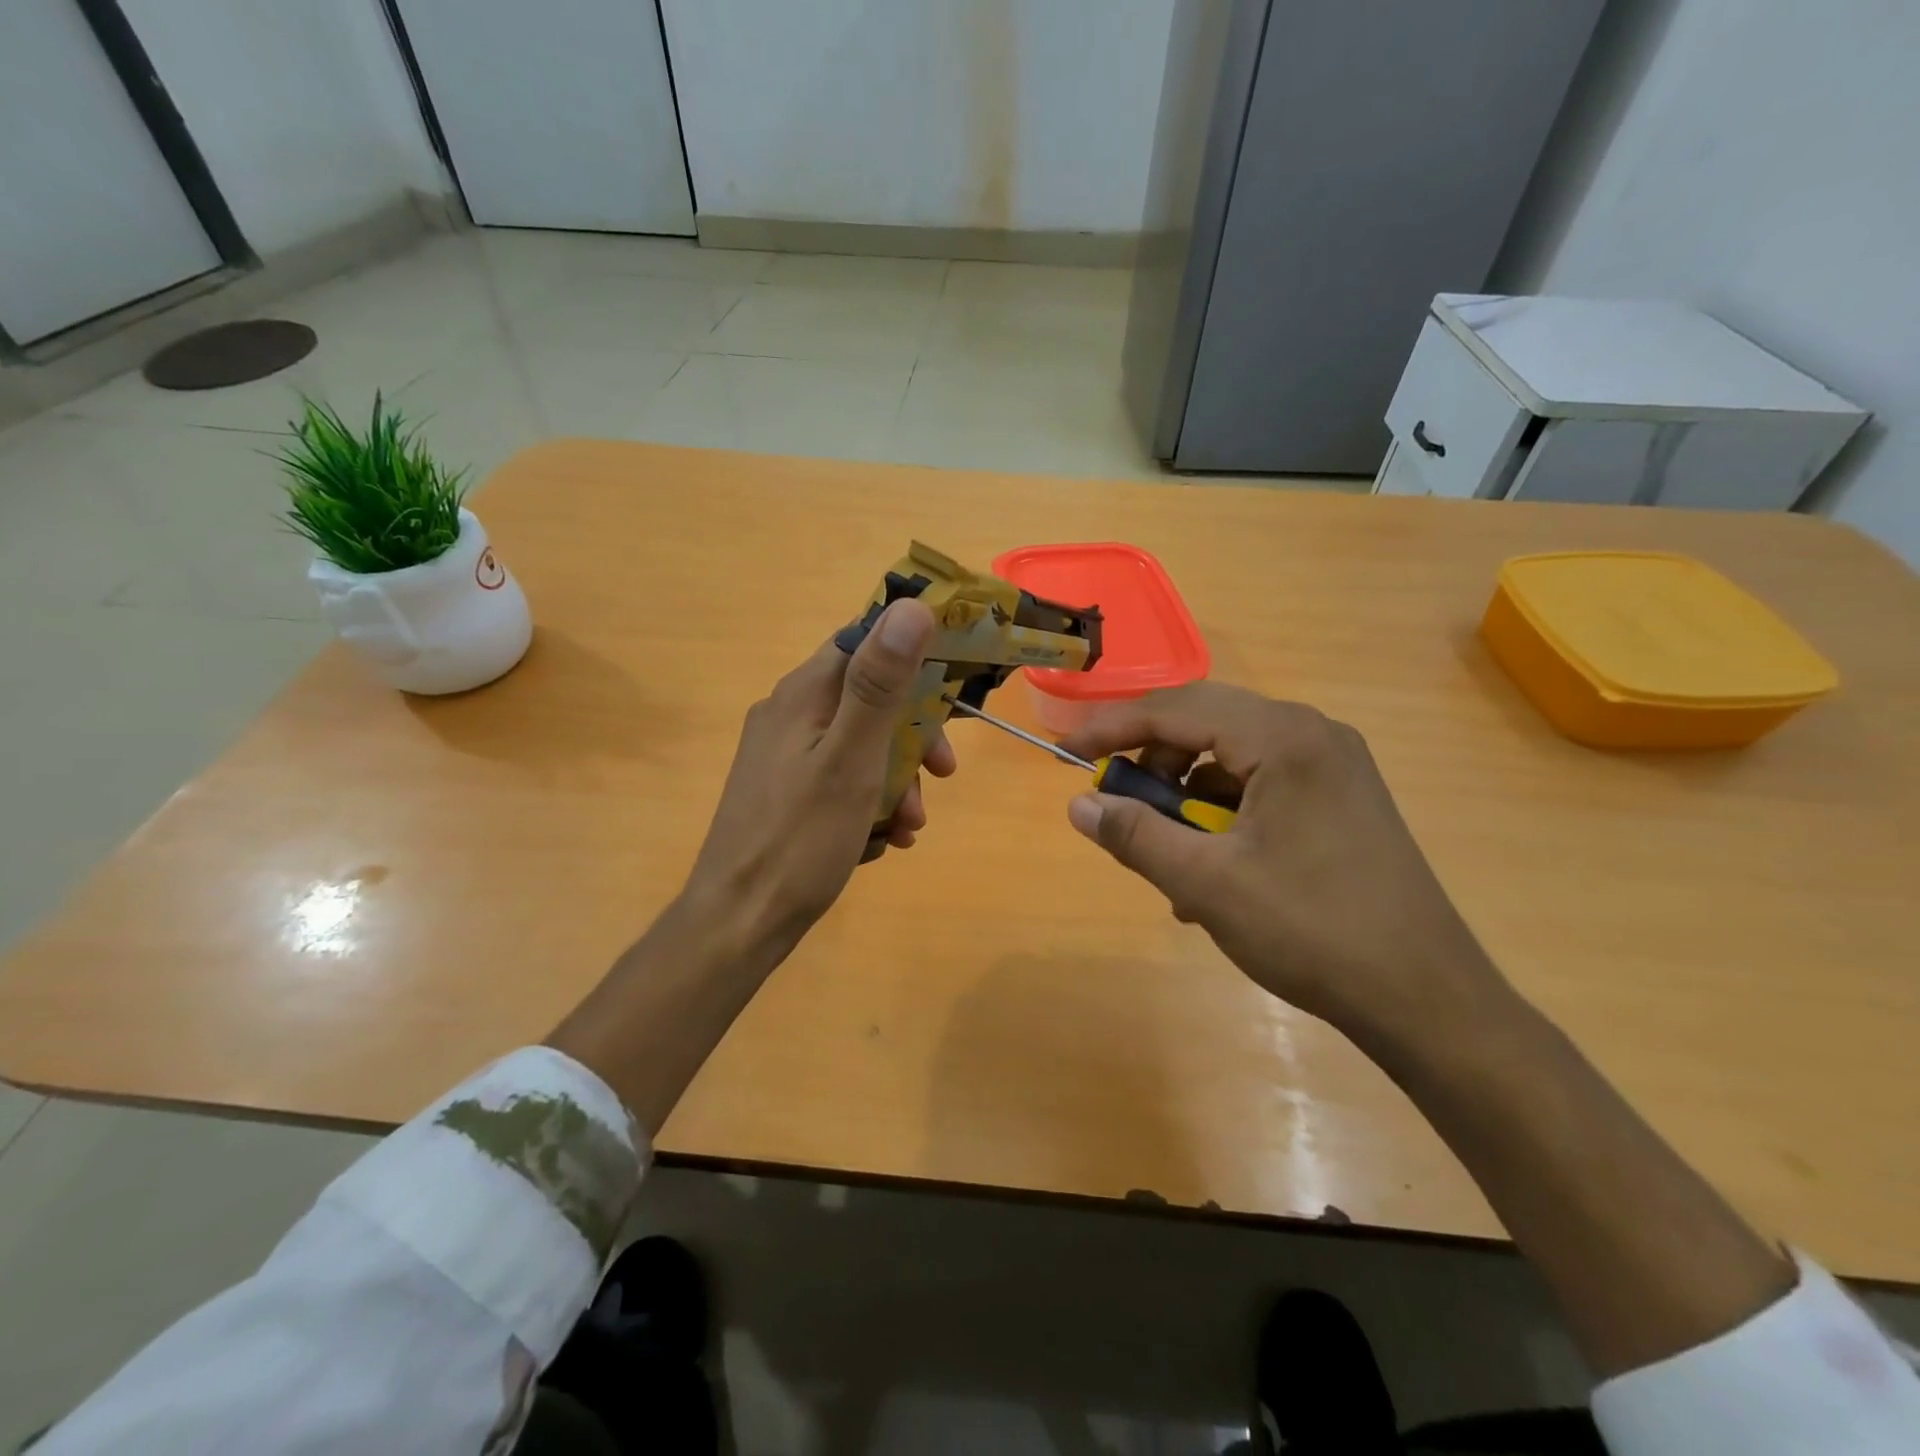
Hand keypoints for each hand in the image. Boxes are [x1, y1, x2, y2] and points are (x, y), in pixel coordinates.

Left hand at [682, 598, 954, 956]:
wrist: (738, 922)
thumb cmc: (800, 840)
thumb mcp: (851, 760)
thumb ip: (879, 685)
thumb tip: (912, 608)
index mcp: (802, 694)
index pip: (863, 641)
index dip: (912, 655)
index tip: (952, 688)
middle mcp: (789, 714)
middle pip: (868, 698)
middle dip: (912, 735)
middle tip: (942, 774)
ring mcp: (784, 755)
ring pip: (860, 744)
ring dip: (896, 777)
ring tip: (910, 825)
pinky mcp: (785, 792)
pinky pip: (841, 778)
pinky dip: (870, 800)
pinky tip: (885, 839)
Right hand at [1059, 682, 1504, 1044]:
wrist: (1426, 998)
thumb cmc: (1312, 931)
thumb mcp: (1207, 884)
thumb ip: (1136, 835)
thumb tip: (1079, 805)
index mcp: (1284, 738)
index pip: (1178, 710)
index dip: (1113, 728)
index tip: (1067, 753)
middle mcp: (1312, 734)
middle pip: (1205, 723)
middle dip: (1151, 760)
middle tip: (1116, 800)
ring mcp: (1332, 766)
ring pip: (1231, 757)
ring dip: (1186, 796)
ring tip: (1168, 855)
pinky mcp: (1340, 798)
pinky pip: (1259, 785)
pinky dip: (1221, 815)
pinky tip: (1211, 872)